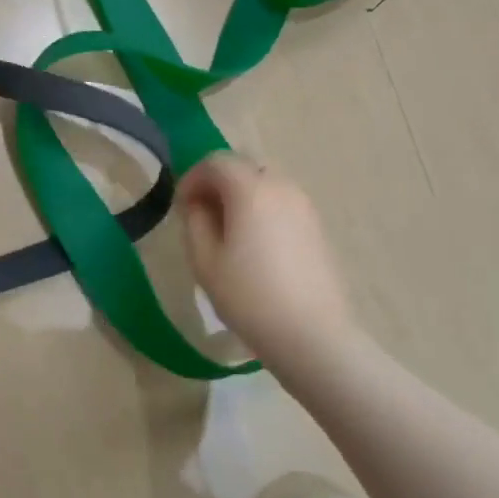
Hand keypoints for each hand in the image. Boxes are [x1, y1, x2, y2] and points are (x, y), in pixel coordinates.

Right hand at [178, 153, 360, 369]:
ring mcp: (304, 205)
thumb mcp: (205, 261)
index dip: (192, 179)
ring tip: (228, 231)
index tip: (181, 207)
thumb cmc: (250, 297)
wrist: (313, 336)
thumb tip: (197, 204)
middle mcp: (281, 186)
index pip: (215, 162)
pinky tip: (256, 245)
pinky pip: (281, 202)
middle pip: (242, 167)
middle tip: (202, 215)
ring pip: (264, 183)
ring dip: (241, 196)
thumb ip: (194, 222)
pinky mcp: (317, 226)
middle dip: (217, 183)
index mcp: (250, 189)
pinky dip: (262, 209)